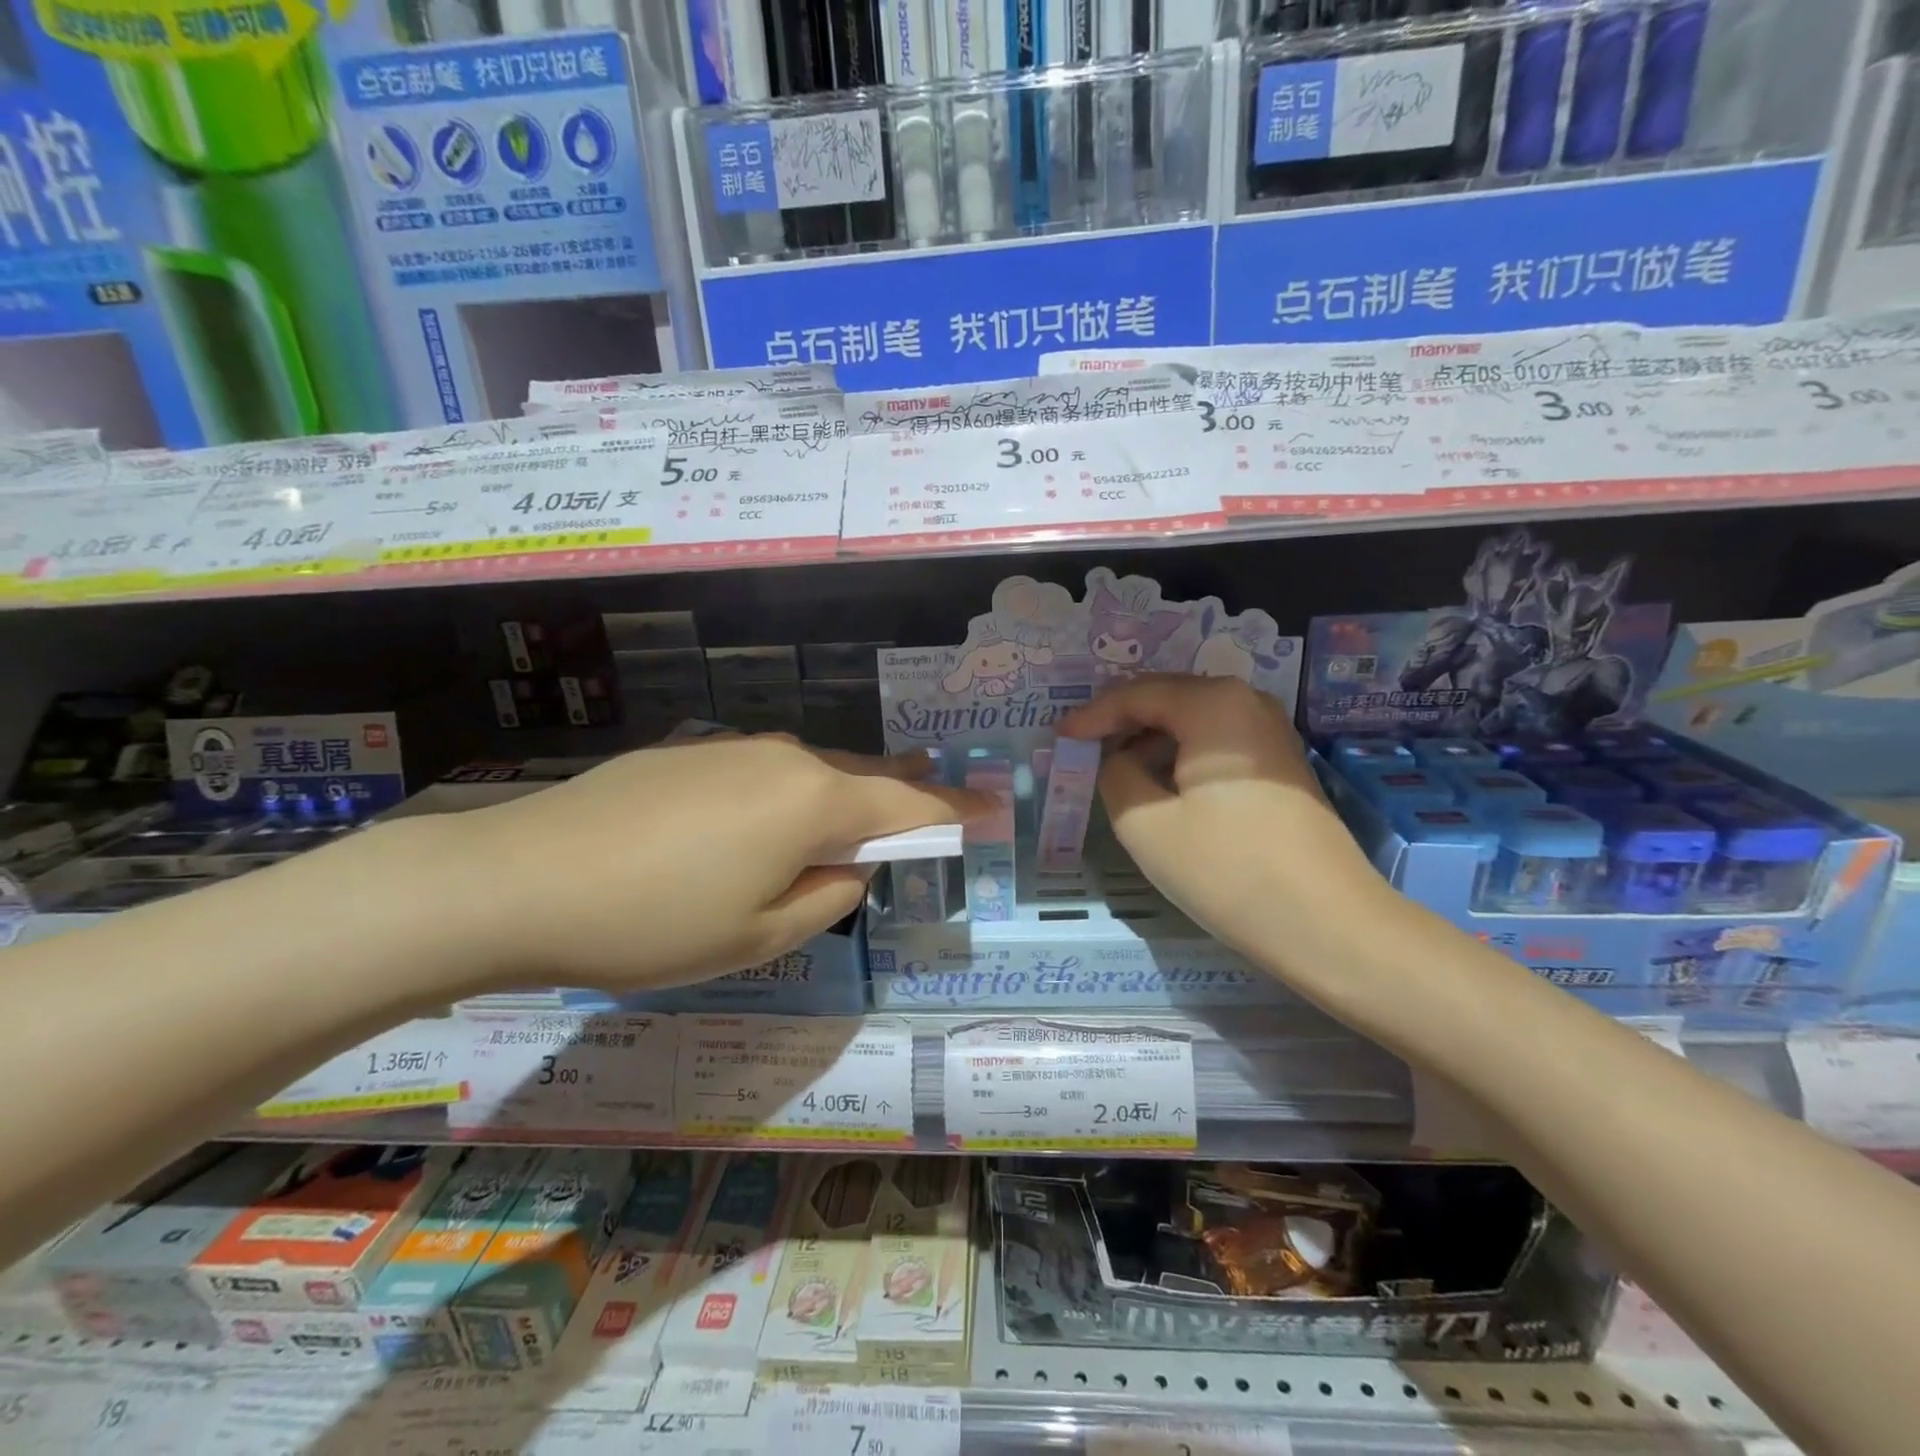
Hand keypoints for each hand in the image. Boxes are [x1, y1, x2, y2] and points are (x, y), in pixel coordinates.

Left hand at [436, 735, 987, 991]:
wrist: (518, 879)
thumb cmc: (653, 923)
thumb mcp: (759, 935)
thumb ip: (827, 897)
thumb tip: (848, 867)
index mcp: (813, 801)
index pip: (907, 808)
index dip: (954, 814)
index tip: (995, 810)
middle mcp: (784, 758)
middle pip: (863, 778)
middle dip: (903, 796)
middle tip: (934, 808)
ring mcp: (734, 748)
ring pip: (812, 771)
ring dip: (842, 797)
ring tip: (856, 822)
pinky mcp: (690, 753)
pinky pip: (765, 771)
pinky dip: (789, 794)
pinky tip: (764, 825)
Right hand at [1058, 675, 1386, 966]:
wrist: (1328, 925)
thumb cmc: (1228, 869)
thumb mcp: (1145, 823)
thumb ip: (1115, 775)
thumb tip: (1121, 761)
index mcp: (1213, 704)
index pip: (1136, 694)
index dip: (1092, 715)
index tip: (1059, 736)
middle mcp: (1247, 702)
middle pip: (1168, 699)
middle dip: (1121, 722)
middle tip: (1082, 746)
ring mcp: (1271, 733)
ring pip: (1193, 722)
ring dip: (1151, 741)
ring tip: (1115, 767)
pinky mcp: (1282, 765)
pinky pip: (1217, 744)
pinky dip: (1181, 757)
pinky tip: (1162, 785)